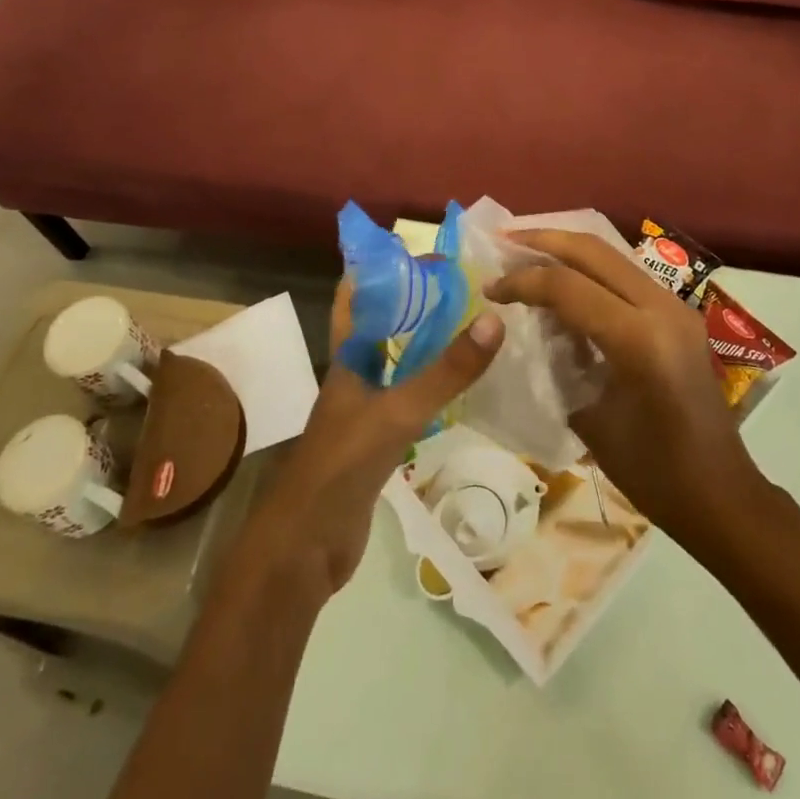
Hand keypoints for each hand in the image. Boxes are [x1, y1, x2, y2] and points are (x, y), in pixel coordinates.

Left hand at [232, 282, 506, 599]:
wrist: (306, 548)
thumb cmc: (341, 466)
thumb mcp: (397, 412)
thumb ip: (444, 372)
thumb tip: (493, 320)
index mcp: (348, 356)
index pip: (358, 294)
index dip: (383, 266)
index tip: (425, 250)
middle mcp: (355, 374)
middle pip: (385, 324)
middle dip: (417, 300)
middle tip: (464, 283)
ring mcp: (365, 408)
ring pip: (399, 360)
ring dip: (427, 341)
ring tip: (471, 323)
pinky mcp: (378, 441)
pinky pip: (409, 397)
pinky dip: (432, 384)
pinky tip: (461, 384)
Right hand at [485, 231, 763, 543]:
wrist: (721, 494)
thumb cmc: (653, 473)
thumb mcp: (591, 418)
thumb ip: (560, 361)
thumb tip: (531, 326)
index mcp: (641, 340)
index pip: (569, 287)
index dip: (523, 281)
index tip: (490, 288)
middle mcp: (662, 308)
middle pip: (593, 251)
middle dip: (543, 241)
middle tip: (503, 240)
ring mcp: (675, 306)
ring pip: (612, 255)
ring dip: (567, 250)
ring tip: (526, 252)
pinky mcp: (678, 312)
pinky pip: (626, 275)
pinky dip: (589, 270)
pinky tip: (564, 281)